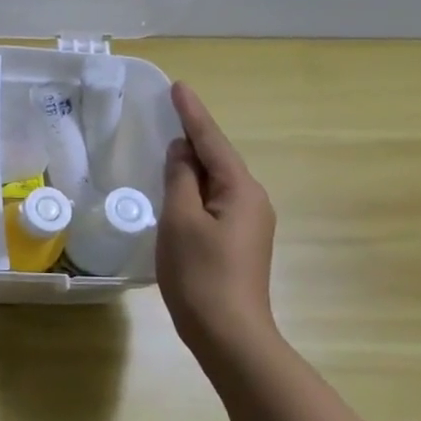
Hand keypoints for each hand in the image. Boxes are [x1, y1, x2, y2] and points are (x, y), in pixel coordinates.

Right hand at [157, 82, 278, 358]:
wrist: (229, 333)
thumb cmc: (200, 273)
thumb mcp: (180, 220)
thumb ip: (179, 180)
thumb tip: (181, 152)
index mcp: (241, 190)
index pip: (212, 141)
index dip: (192, 113)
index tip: (178, 87)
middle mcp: (253, 200)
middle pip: (218, 159)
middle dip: (194, 137)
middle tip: (168, 113)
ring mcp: (250, 223)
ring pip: (217, 182)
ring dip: (193, 165)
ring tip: (168, 148)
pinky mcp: (240, 241)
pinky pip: (215, 201)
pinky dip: (195, 188)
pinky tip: (179, 191)